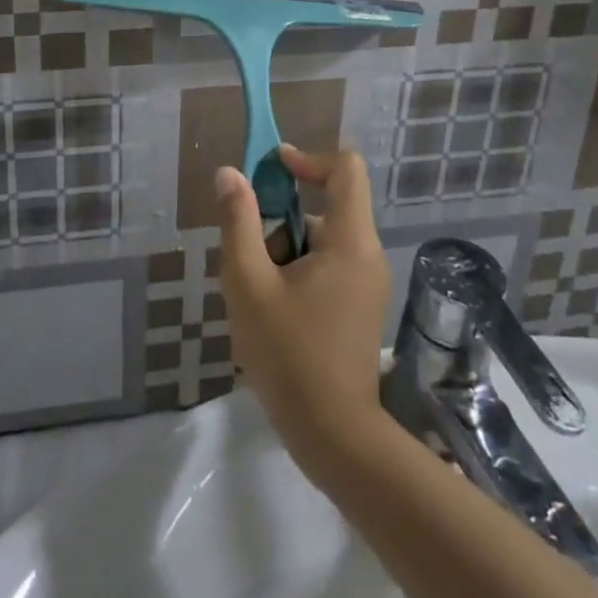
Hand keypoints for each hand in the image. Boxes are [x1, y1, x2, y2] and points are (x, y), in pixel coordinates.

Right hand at [215, 146, 389, 474]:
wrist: (335, 439)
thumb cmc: (290, 356)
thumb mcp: (249, 284)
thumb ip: (238, 222)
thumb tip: (229, 173)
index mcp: (350, 240)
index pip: (345, 169)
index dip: (308, 158)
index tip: (271, 170)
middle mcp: (366, 254)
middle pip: (325, 207)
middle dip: (281, 222)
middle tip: (250, 259)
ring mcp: (367, 283)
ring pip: (321, 240)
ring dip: (284, 252)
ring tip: (257, 295)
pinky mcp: (360, 307)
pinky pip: (327, 266)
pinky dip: (297, 273)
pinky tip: (273, 314)